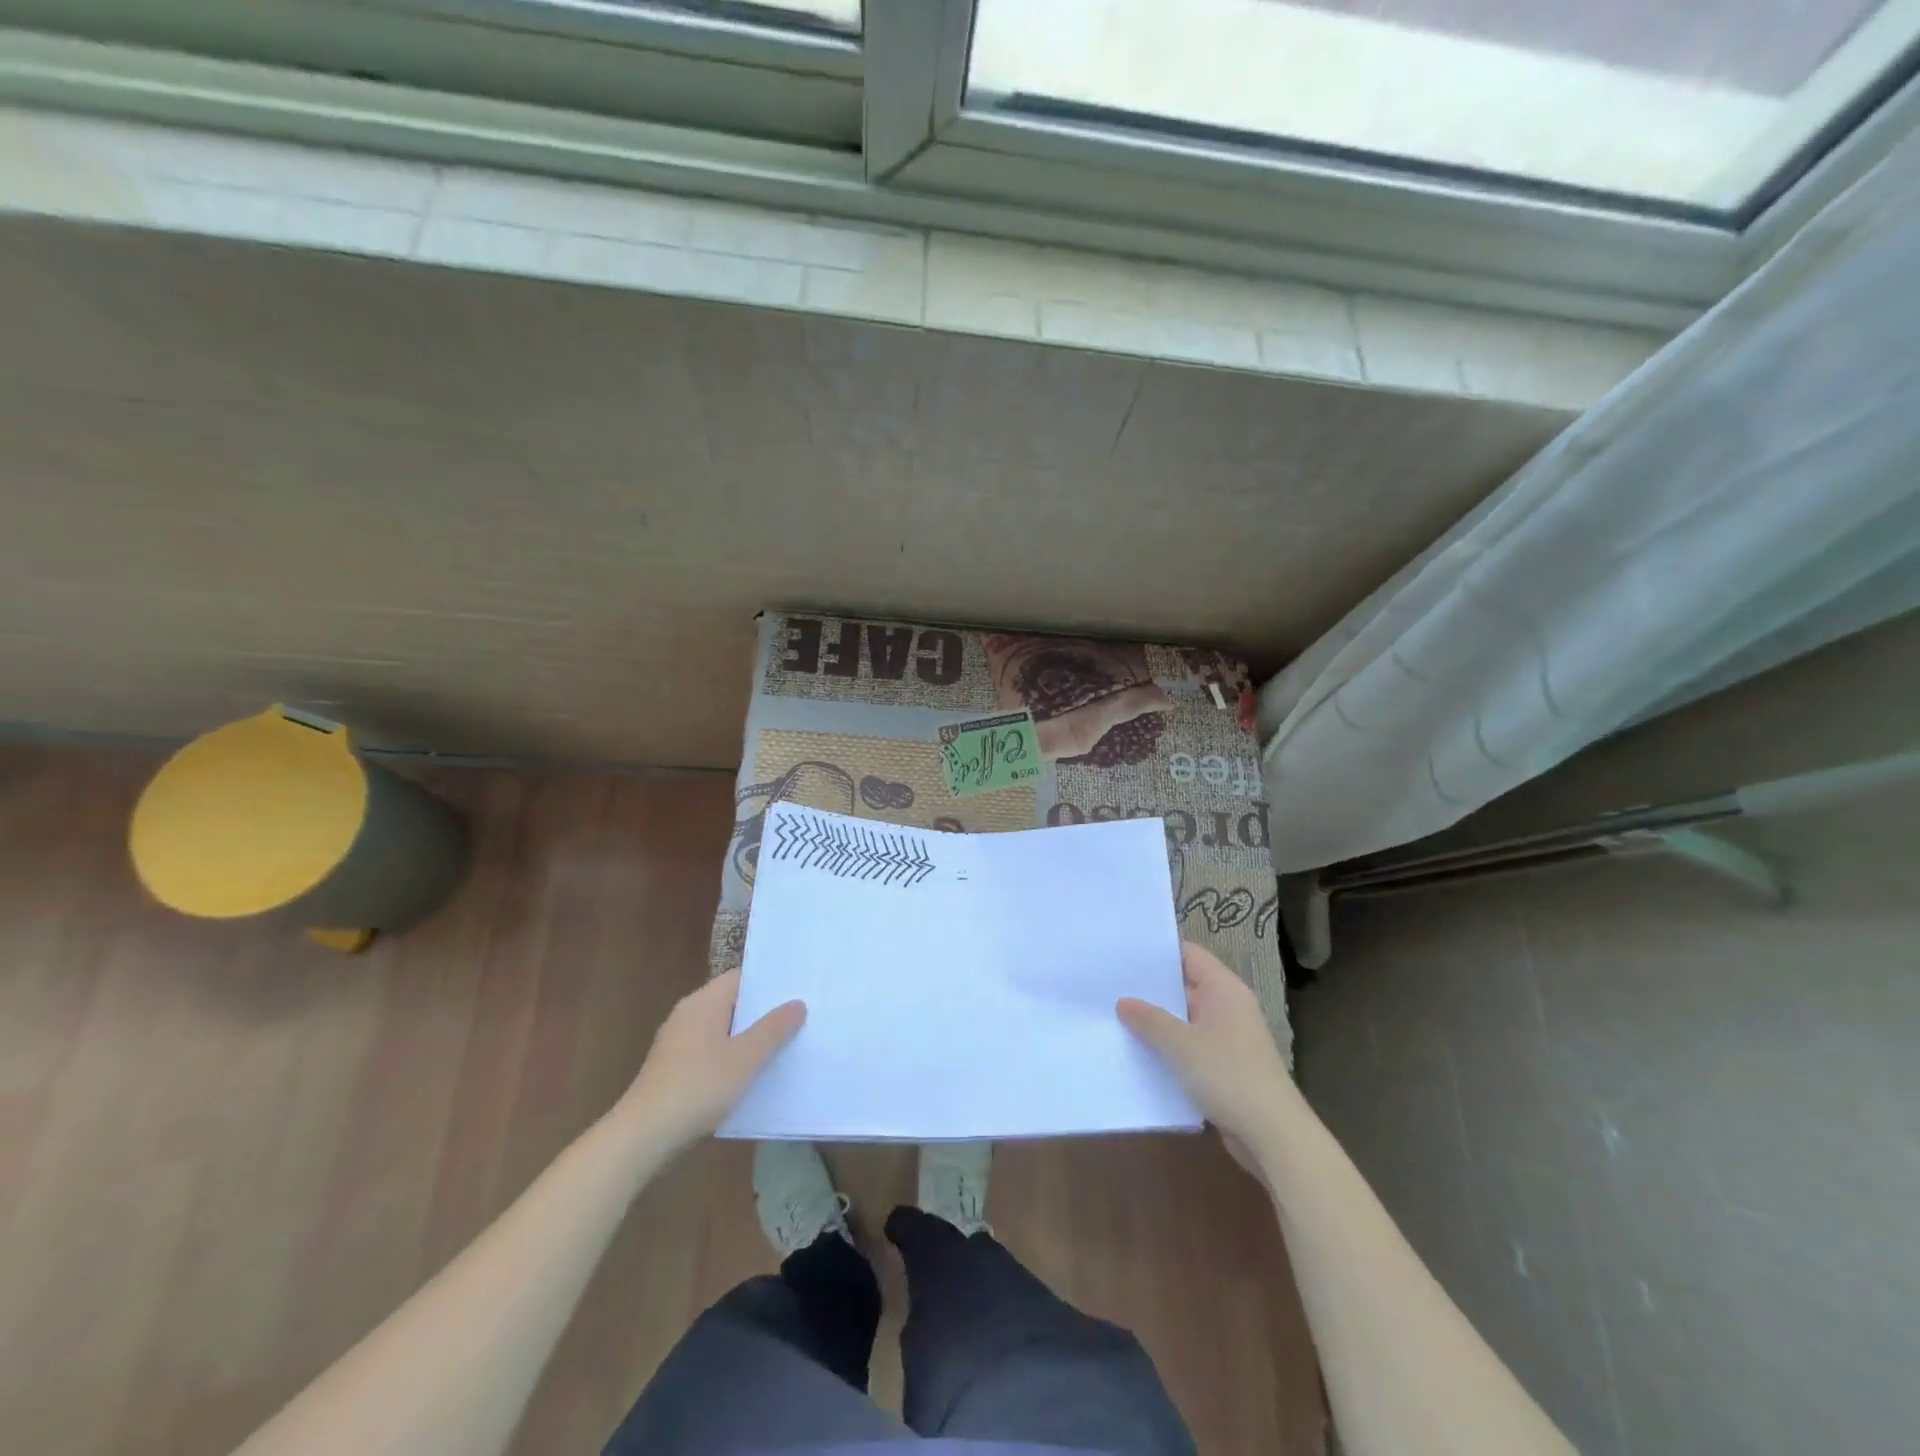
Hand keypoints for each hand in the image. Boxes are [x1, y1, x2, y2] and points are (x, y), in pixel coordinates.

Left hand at [617, 970, 804, 1152]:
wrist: (642, 1137)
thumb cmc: (697, 1087)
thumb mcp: (745, 1058)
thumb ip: (773, 1029)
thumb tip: (797, 1003)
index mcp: (704, 1001)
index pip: (742, 978)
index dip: (771, 982)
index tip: (800, 989)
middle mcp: (689, 1014)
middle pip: (734, 1002)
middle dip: (764, 1011)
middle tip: (802, 1016)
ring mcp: (678, 1042)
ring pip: (723, 1029)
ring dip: (749, 1037)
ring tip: (785, 1044)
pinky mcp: (674, 1068)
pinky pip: (712, 1051)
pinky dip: (732, 1056)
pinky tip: (752, 1074)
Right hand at [1118, 943, 1300, 1160]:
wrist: (1273, 1135)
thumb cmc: (1228, 1075)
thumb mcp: (1181, 1044)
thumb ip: (1150, 1019)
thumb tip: (1124, 1002)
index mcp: (1224, 989)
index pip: (1189, 954)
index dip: (1158, 952)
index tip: (1123, 954)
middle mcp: (1229, 1007)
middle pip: (1185, 986)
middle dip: (1151, 988)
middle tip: (1111, 985)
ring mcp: (1229, 1039)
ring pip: (1186, 1020)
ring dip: (1158, 1022)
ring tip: (1116, 1017)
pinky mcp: (1226, 1068)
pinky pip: (1191, 1047)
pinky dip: (1169, 1048)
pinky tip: (1140, 1053)